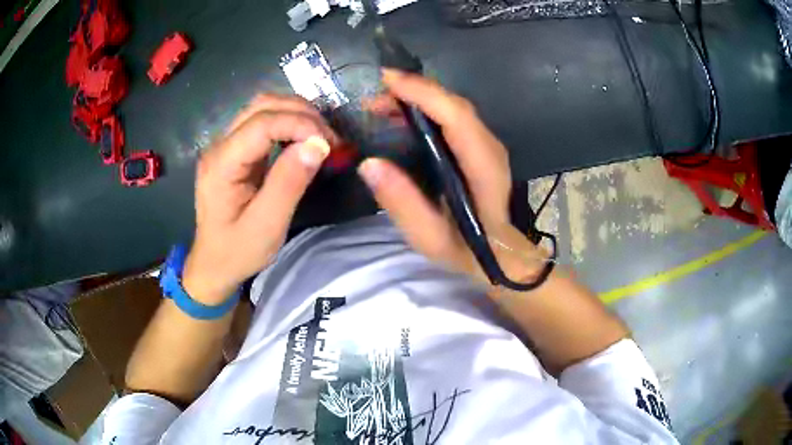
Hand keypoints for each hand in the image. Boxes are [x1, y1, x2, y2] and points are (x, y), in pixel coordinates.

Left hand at [182, 94, 338, 302]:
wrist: (213, 265)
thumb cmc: (237, 252)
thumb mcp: (267, 226)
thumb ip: (289, 183)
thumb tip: (318, 144)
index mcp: (221, 164)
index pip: (262, 123)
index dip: (299, 124)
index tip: (329, 144)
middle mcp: (220, 146)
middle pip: (262, 105)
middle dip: (301, 113)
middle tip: (330, 139)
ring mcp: (225, 145)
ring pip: (263, 108)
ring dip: (296, 115)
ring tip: (321, 138)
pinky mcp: (235, 151)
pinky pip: (263, 123)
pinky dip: (289, 124)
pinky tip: (303, 140)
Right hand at [360, 69, 543, 284]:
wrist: (500, 254)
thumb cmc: (467, 249)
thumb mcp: (429, 237)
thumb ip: (402, 202)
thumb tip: (369, 163)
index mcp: (483, 167)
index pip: (456, 116)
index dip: (422, 93)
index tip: (387, 81)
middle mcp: (490, 146)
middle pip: (454, 104)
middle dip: (413, 91)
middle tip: (373, 98)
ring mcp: (488, 144)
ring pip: (453, 106)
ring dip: (418, 98)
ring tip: (382, 106)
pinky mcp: (481, 146)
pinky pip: (453, 116)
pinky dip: (427, 108)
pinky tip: (403, 117)